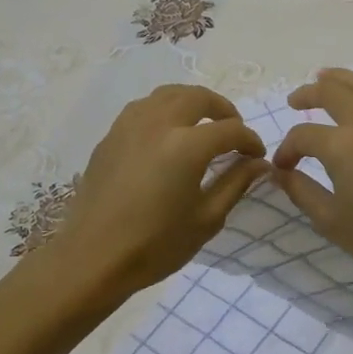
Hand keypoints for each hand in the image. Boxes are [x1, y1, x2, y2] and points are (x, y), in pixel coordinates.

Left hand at [48, 85, 267, 296]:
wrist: (93, 259)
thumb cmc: (156, 245)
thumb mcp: (207, 219)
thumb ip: (236, 183)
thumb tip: (259, 163)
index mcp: (186, 146)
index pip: (230, 130)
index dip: (250, 140)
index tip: (257, 156)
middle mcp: (158, 124)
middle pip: (198, 98)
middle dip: (223, 110)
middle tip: (233, 131)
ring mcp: (129, 126)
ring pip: (167, 95)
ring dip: (192, 102)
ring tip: (202, 124)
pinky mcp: (110, 136)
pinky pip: (143, 108)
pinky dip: (164, 110)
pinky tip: (168, 133)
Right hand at [271, 68, 352, 286]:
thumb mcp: (331, 221)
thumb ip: (301, 192)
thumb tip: (280, 173)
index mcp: (341, 146)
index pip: (302, 136)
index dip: (287, 150)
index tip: (284, 167)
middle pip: (330, 92)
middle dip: (306, 95)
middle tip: (294, 102)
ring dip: (339, 77)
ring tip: (323, 78)